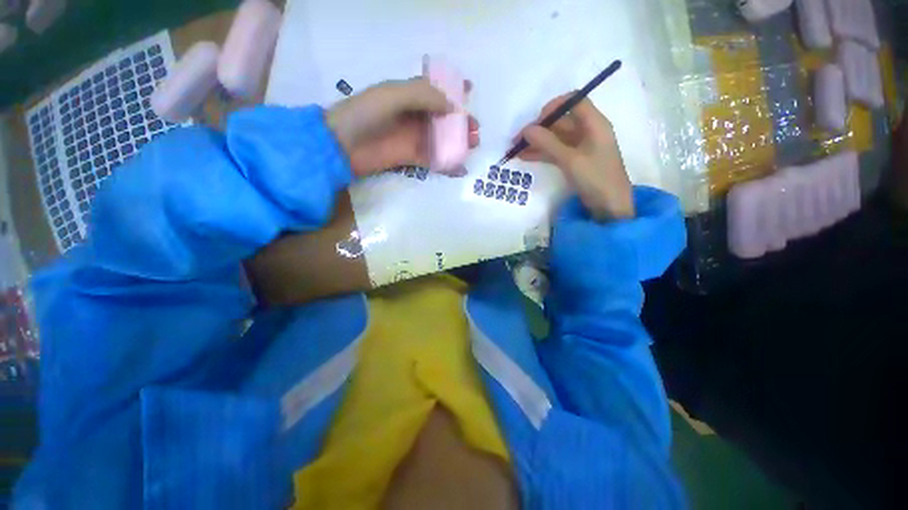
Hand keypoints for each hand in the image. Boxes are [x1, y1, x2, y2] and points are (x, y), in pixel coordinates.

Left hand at [326, 78, 479, 176]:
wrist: (342, 146)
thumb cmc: (365, 115)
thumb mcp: (393, 95)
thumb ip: (423, 96)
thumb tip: (452, 107)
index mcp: (407, 95)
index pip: (434, 90)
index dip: (452, 89)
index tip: (471, 90)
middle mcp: (412, 116)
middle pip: (441, 118)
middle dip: (460, 122)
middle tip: (475, 130)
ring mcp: (411, 138)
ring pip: (440, 140)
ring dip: (457, 143)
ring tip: (472, 147)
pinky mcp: (409, 158)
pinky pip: (432, 160)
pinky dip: (446, 165)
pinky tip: (460, 169)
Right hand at [518, 95, 633, 219]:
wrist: (610, 207)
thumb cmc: (596, 179)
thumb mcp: (570, 160)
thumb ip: (548, 143)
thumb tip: (526, 130)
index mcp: (594, 124)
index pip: (574, 102)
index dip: (554, 107)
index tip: (536, 121)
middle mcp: (588, 131)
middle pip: (561, 121)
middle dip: (539, 129)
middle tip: (517, 140)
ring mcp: (581, 147)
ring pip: (556, 138)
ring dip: (537, 143)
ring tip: (516, 150)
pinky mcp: (575, 161)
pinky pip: (556, 152)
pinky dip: (542, 153)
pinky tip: (526, 157)